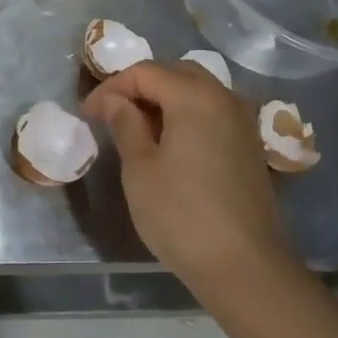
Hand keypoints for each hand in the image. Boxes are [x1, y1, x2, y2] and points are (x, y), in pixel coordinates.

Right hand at [83, 60, 294, 293]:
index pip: (145, 72)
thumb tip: (114, 100)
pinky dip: (187, 116)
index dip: (111, 87)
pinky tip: (169, 144)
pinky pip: (213, 113)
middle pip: (176, 73)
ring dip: (165, 100)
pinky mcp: (249, 145)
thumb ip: (125, 124)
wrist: (244, 265)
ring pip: (198, 92)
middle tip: (111, 113)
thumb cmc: (181, 214)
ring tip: (136, 128)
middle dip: (140, 86)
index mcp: (194, 96)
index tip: (87, 114)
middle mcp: (224, 97)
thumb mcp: (140, 168)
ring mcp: (242, 121)